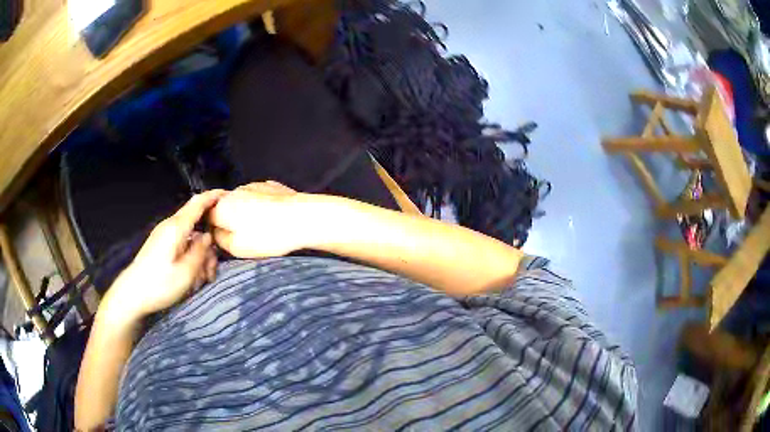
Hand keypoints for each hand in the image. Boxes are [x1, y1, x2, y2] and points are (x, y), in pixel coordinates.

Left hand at [103, 190, 226, 322]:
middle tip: (212, 271)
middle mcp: (170, 227)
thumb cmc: (160, 284)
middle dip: (208, 246)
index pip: (198, 203)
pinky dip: (190, 257)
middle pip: (197, 225)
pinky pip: (182, 245)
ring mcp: (164, 236)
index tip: (229, 194)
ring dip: (200, 256)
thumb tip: (208, 237)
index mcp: (176, 228)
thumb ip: (201, 251)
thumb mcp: (186, 272)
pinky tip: (191, 277)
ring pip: (190, 238)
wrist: (132, 294)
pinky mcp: (161, 245)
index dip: (214, 196)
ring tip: (201, 280)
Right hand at [209, 181, 312, 257]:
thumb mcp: (236, 248)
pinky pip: (259, 197)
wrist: (303, 218)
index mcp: (222, 206)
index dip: (213, 229)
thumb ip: (219, 239)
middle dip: (230, 220)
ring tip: (261, 227)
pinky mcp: (271, 185)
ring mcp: (254, 185)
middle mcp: (234, 191)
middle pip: (225, 207)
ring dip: (246, 211)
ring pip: (242, 200)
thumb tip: (215, 232)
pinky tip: (272, 217)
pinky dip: (261, 205)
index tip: (223, 239)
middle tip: (244, 236)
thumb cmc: (267, 236)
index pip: (207, 217)